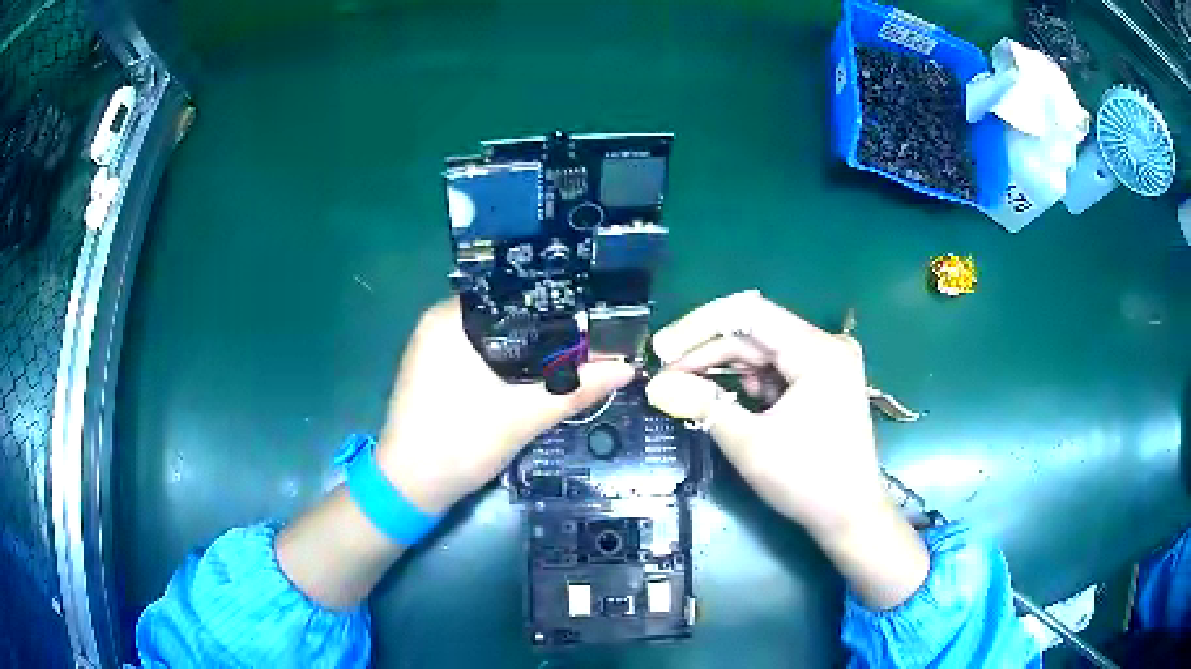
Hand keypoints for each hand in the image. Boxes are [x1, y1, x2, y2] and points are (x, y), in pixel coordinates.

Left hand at [377, 298, 634, 514]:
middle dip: (548, 330)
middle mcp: (437, 323)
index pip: (514, 294)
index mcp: (450, 319)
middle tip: (592, 338)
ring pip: (494, 337)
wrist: (410, 488)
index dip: (557, 305)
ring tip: (575, 353)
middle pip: (506, 316)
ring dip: (529, 349)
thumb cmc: (458, 444)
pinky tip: (536, 375)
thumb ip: (575, 390)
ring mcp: (432, 348)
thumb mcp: (523, 417)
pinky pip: (480, 354)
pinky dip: (507, 363)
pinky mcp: (435, 371)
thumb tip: (626, 368)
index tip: (594, 316)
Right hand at [647, 291, 927, 609]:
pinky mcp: (822, 381)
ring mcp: (826, 362)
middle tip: (664, 377)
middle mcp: (825, 345)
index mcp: (817, 351)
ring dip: (723, 369)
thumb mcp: (749, 443)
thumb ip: (701, 405)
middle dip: (706, 353)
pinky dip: (746, 383)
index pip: (748, 314)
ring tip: (686, 390)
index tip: (661, 351)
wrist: (849, 516)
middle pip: (753, 334)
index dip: (698, 327)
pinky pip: (775, 369)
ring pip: (761, 351)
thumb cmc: (806, 480)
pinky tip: (723, 400)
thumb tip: (654, 385)